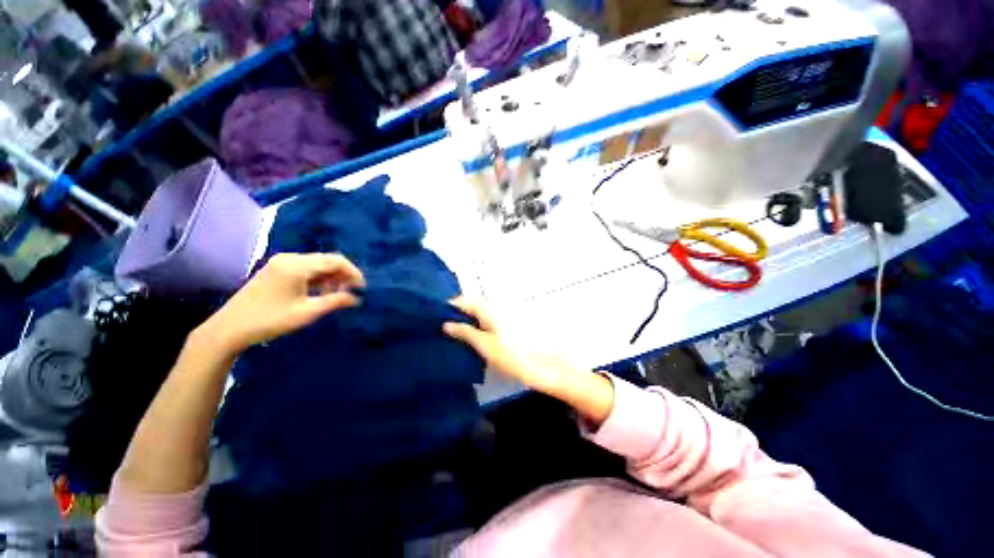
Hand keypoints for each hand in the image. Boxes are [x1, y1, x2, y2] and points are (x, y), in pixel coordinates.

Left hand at [197, 253, 364, 355]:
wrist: (229, 329)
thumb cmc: (270, 320)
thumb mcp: (307, 312)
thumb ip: (335, 301)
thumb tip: (357, 298)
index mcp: (297, 265)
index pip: (336, 261)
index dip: (353, 272)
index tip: (362, 288)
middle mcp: (290, 258)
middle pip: (327, 260)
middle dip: (343, 274)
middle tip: (352, 292)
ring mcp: (281, 263)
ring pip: (317, 264)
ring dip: (331, 277)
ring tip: (337, 294)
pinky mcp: (277, 270)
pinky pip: (306, 268)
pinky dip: (318, 278)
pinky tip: (321, 292)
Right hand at [443, 299, 614, 423]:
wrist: (546, 367)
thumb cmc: (513, 355)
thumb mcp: (485, 345)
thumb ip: (465, 332)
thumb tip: (446, 324)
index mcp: (489, 308)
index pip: (464, 300)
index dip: (449, 306)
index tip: (434, 316)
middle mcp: (496, 308)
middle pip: (472, 306)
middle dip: (457, 314)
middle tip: (440, 328)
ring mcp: (503, 317)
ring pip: (479, 314)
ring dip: (467, 321)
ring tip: (452, 334)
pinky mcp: (508, 327)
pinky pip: (488, 322)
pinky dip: (477, 327)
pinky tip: (471, 339)